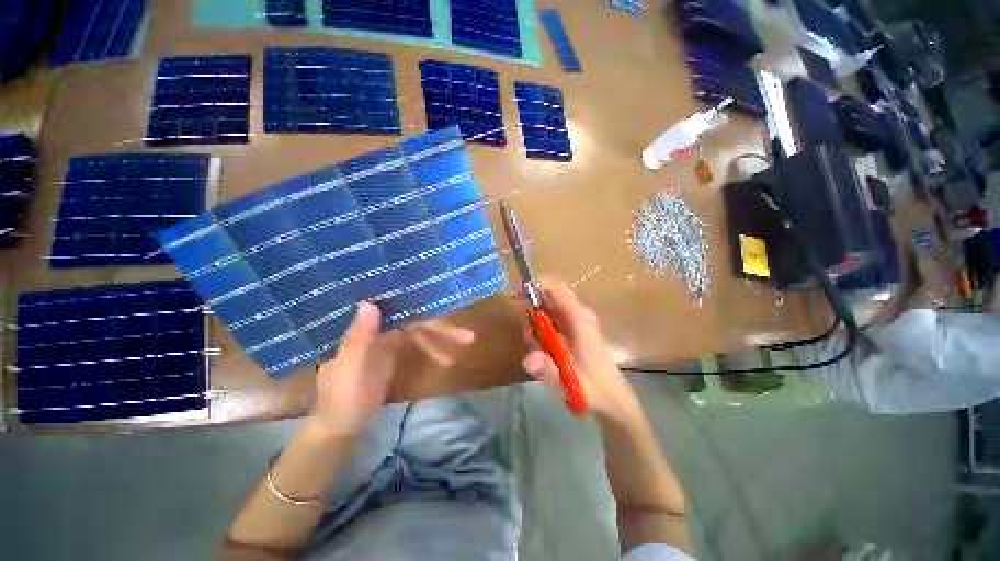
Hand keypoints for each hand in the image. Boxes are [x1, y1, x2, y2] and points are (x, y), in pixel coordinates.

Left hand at [311, 303, 474, 436]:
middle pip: (414, 321)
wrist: (341, 426)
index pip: (398, 311)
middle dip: (441, 328)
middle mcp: (378, 328)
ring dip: (441, 340)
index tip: (445, 305)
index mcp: (365, 328)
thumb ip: (359, 338)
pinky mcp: (394, 353)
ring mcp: (387, 341)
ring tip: (467, 343)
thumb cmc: (342, 397)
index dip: (422, 307)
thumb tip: (369, 303)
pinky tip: (447, 359)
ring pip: (419, 333)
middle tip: (468, 337)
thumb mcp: (348, 368)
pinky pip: (418, 346)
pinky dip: (433, 350)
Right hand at [520, 277, 641, 420]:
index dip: (535, 285)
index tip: (516, 295)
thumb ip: (549, 370)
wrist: (614, 400)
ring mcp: (577, 322)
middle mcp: (578, 314)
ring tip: (536, 346)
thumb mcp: (570, 382)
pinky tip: (542, 347)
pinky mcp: (574, 330)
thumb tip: (528, 359)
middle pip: (549, 296)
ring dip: (535, 322)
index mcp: (579, 319)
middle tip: (525, 331)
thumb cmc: (595, 389)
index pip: (557, 287)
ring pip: (548, 308)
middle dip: (531, 306)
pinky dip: (541, 328)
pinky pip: (552, 319)